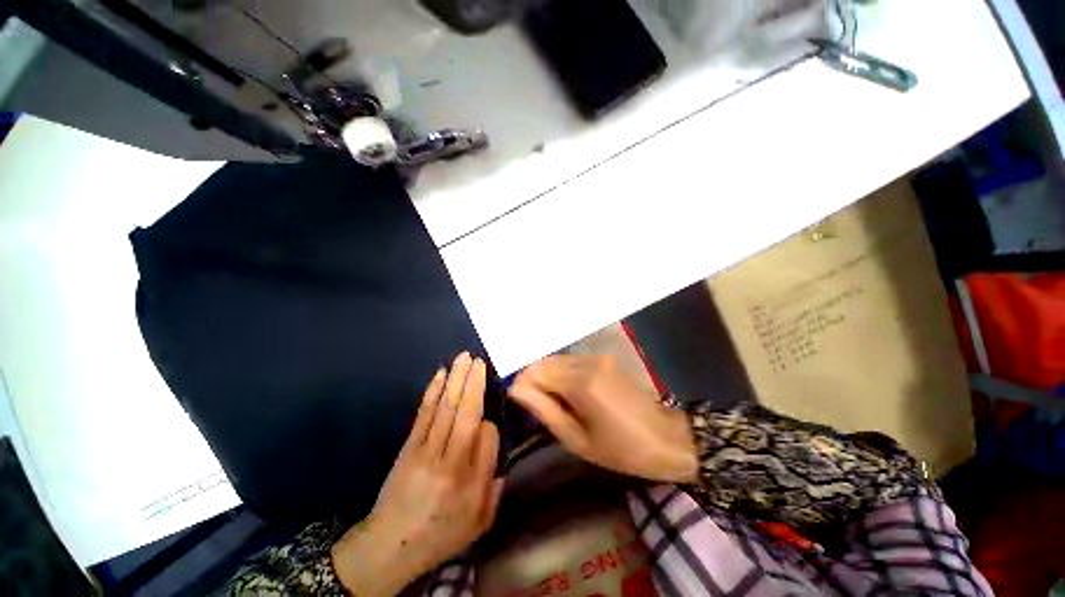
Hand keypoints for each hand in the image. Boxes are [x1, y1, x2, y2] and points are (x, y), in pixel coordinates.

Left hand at [331, 353, 502, 596]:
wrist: (390, 546)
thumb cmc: (441, 533)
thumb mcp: (479, 521)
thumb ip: (494, 482)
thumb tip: (492, 437)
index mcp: (470, 483)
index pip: (488, 437)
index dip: (491, 422)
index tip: (490, 418)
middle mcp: (450, 462)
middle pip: (466, 413)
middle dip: (474, 383)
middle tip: (479, 359)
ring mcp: (426, 451)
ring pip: (446, 407)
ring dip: (456, 379)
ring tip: (464, 357)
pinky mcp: (409, 446)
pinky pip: (424, 413)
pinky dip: (434, 391)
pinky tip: (441, 374)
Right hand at [509, 355, 697, 483]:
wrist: (667, 438)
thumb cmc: (621, 449)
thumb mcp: (577, 439)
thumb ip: (544, 410)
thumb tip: (516, 389)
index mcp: (581, 382)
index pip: (535, 370)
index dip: (522, 384)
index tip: (523, 404)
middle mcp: (587, 361)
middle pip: (544, 360)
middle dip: (534, 380)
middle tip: (538, 407)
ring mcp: (597, 358)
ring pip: (557, 359)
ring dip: (548, 377)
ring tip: (555, 403)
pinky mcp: (604, 359)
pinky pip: (571, 362)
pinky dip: (562, 375)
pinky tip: (570, 395)